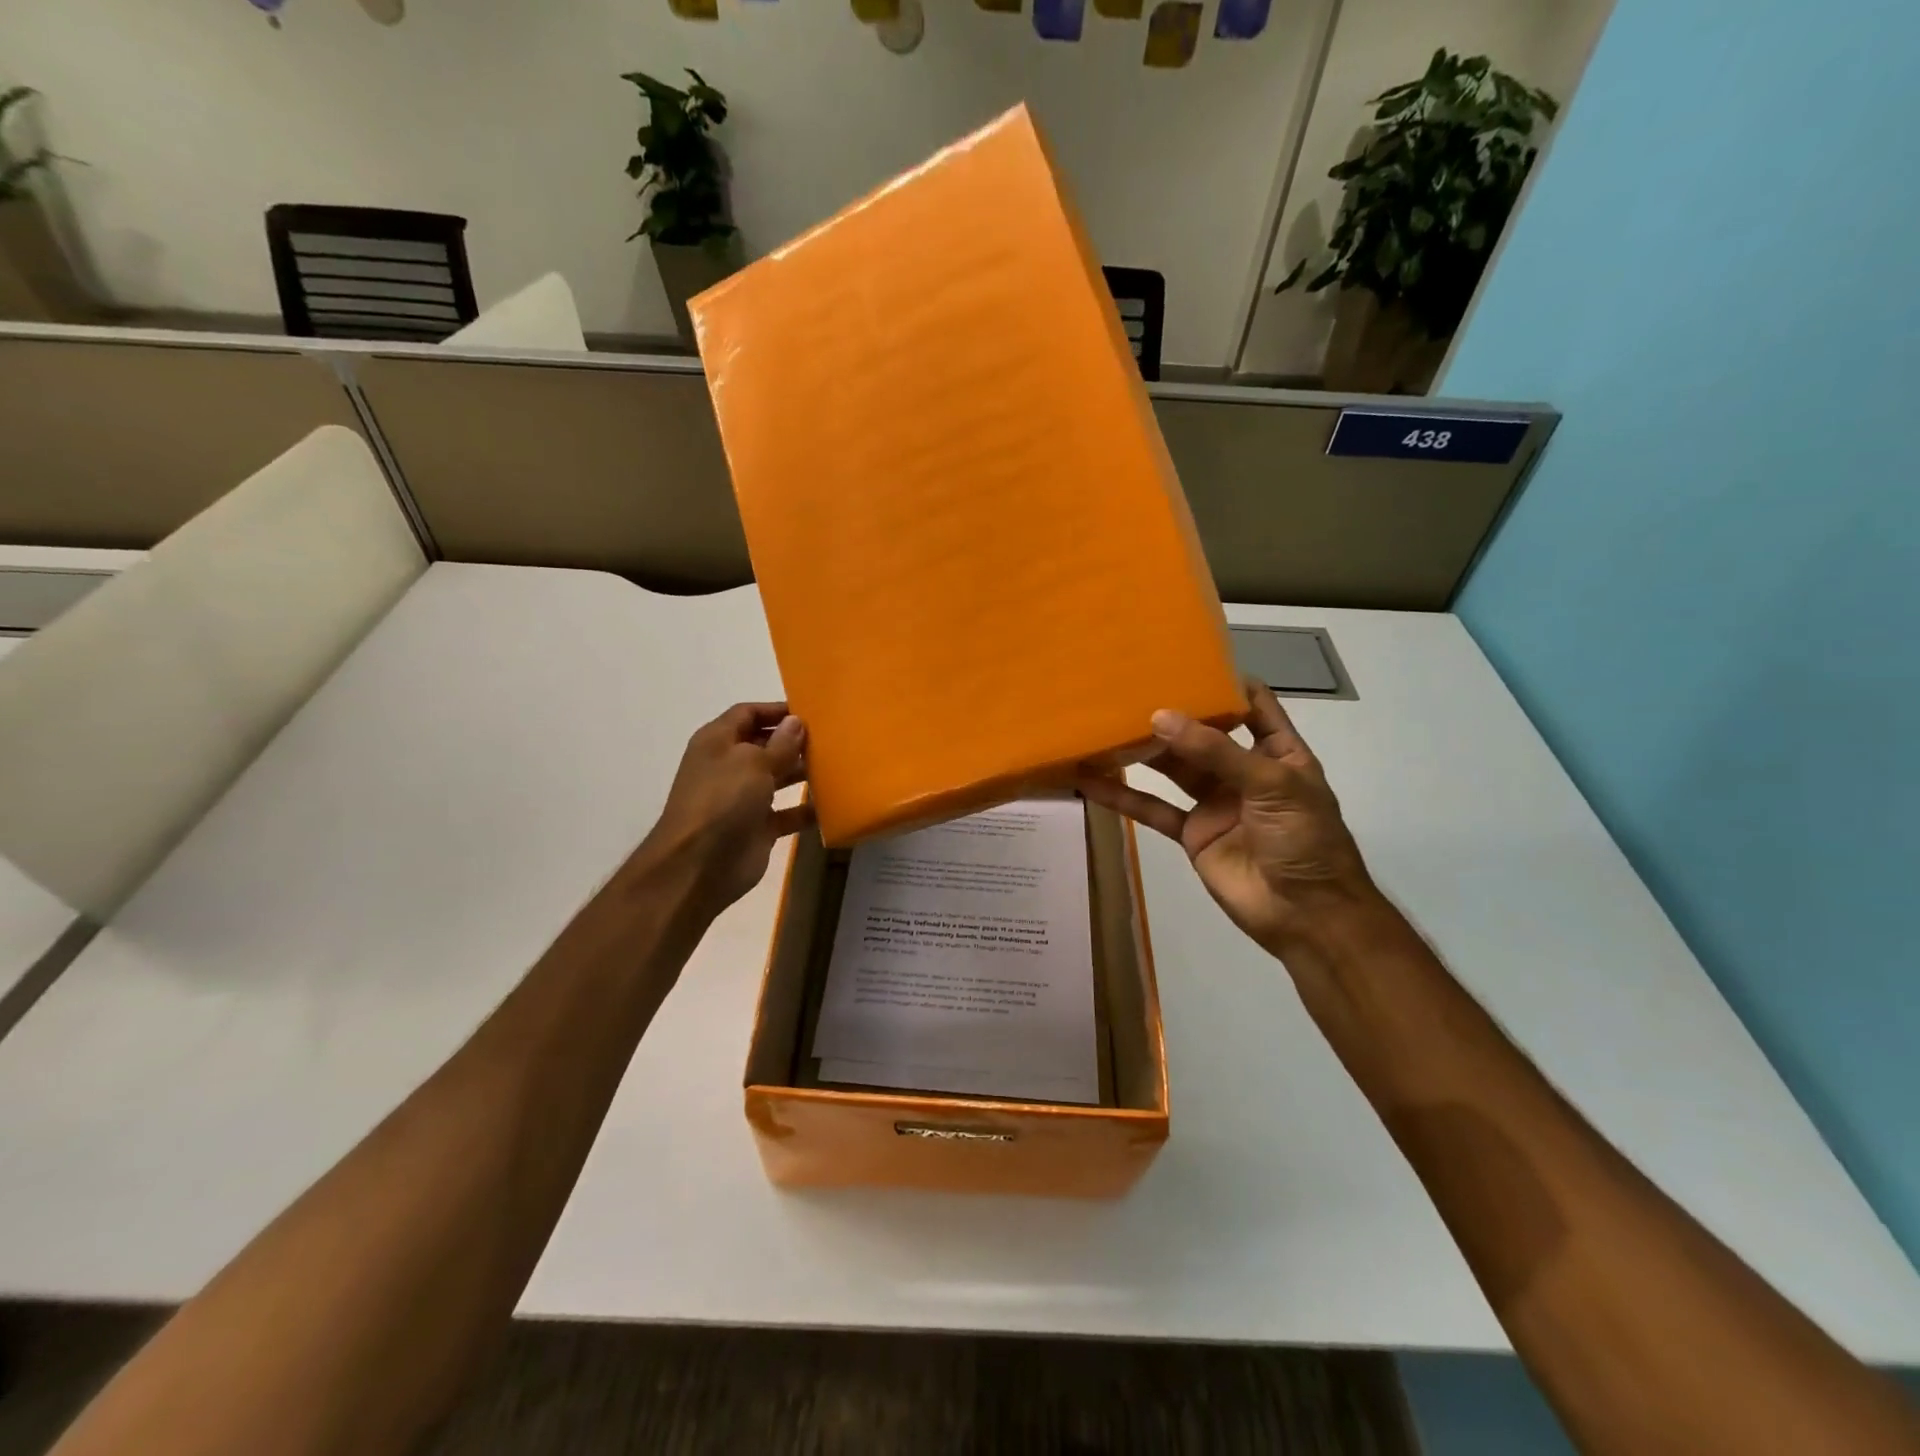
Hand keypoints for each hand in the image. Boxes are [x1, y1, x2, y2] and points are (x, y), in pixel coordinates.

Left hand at [637, 702, 812, 916]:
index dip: (777, 710)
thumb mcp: (753, 763)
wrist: (699, 865)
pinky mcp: (757, 827)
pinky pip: (787, 813)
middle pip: (765, 744)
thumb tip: (797, 722)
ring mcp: (743, 798)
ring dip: (803, 772)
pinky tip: (833, 804)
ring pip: (778, 778)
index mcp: (718, 741)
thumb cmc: (722, 800)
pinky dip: (806, 810)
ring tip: (838, 766)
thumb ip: (780, 743)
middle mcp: (729, 766)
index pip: (748, 713)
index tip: (812, 711)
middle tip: (833, 739)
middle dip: (795, 741)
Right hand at [1077, 678, 1373, 953]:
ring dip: (1141, 751)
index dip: (1224, 683)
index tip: (1184, 659)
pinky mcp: (1191, 833)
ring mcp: (1215, 802)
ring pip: (1172, 768)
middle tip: (1126, 690)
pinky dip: (1123, 797)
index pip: (1252, 706)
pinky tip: (1091, 781)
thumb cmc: (1305, 840)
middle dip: (1170, 714)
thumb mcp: (1272, 785)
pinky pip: (1153, 809)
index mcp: (1277, 752)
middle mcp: (1243, 771)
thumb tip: (1161, 716)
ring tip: (1102, 726)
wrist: (1307, 916)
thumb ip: (1216, 751)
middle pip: (1202, 734)